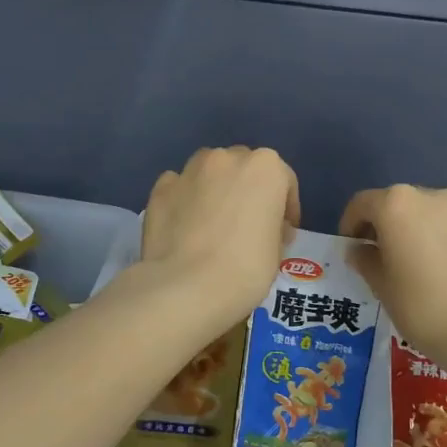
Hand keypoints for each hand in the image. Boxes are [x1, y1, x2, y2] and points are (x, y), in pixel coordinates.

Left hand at [142, 147, 299, 329]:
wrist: (186, 287)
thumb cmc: (245, 270)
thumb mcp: (277, 252)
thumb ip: (272, 228)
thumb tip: (260, 228)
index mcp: (266, 168)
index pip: (284, 180)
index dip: (286, 208)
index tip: (282, 233)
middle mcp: (227, 158)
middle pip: (244, 168)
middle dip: (247, 191)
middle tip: (246, 225)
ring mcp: (189, 170)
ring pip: (208, 171)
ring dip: (214, 189)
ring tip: (212, 223)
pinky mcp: (161, 188)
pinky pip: (179, 188)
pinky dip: (184, 200)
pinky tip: (184, 227)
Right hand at [339, 185, 446, 366]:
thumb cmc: (424, 308)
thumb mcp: (382, 287)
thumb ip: (366, 261)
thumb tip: (361, 250)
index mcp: (398, 205)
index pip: (362, 203)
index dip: (350, 224)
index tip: (351, 248)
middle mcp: (433, 198)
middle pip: (398, 204)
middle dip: (385, 226)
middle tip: (380, 258)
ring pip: (429, 216)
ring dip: (416, 234)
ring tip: (415, 270)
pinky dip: (442, 245)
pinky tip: (446, 279)